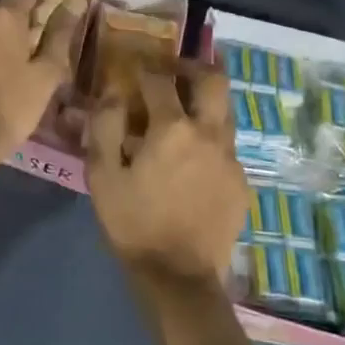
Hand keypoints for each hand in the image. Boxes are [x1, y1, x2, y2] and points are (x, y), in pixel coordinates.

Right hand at [86, 62, 246, 285]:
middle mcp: (209, 134)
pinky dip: (210, 139)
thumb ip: (105, 127)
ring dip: (206, 102)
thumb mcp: (103, 176)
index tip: (134, 66)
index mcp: (173, 128)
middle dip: (195, 66)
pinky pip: (227, 147)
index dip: (145, 67)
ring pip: (226, 111)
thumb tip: (112, 93)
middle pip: (214, 80)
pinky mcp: (241, 182)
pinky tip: (194, 159)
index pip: (160, 79)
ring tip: (185, 110)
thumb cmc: (134, 223)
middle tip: (176, 70)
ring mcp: (231, 158)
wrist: (179, 278)